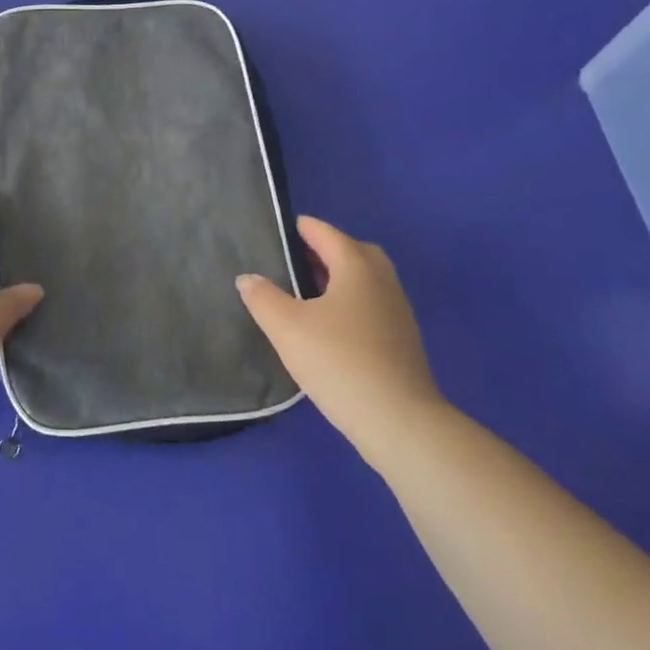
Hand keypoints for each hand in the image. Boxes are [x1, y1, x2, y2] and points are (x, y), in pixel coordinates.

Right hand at [236, 217, 445, 464]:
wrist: (398, 421)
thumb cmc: (339, 361)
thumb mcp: (286, 327)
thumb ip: (262, 297)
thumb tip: (248, 278)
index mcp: (356, 266)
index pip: (325, 233)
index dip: (299, 228)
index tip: (274, 231)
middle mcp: (382, 280)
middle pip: (351, 251)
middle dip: (322, 250)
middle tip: (291, 261)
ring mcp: (397, 310)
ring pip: (363, 279)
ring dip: (336, 278)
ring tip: (303, 294)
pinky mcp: (401, 339)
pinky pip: (370, 304)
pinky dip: (348, 302)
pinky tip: (326, 326)